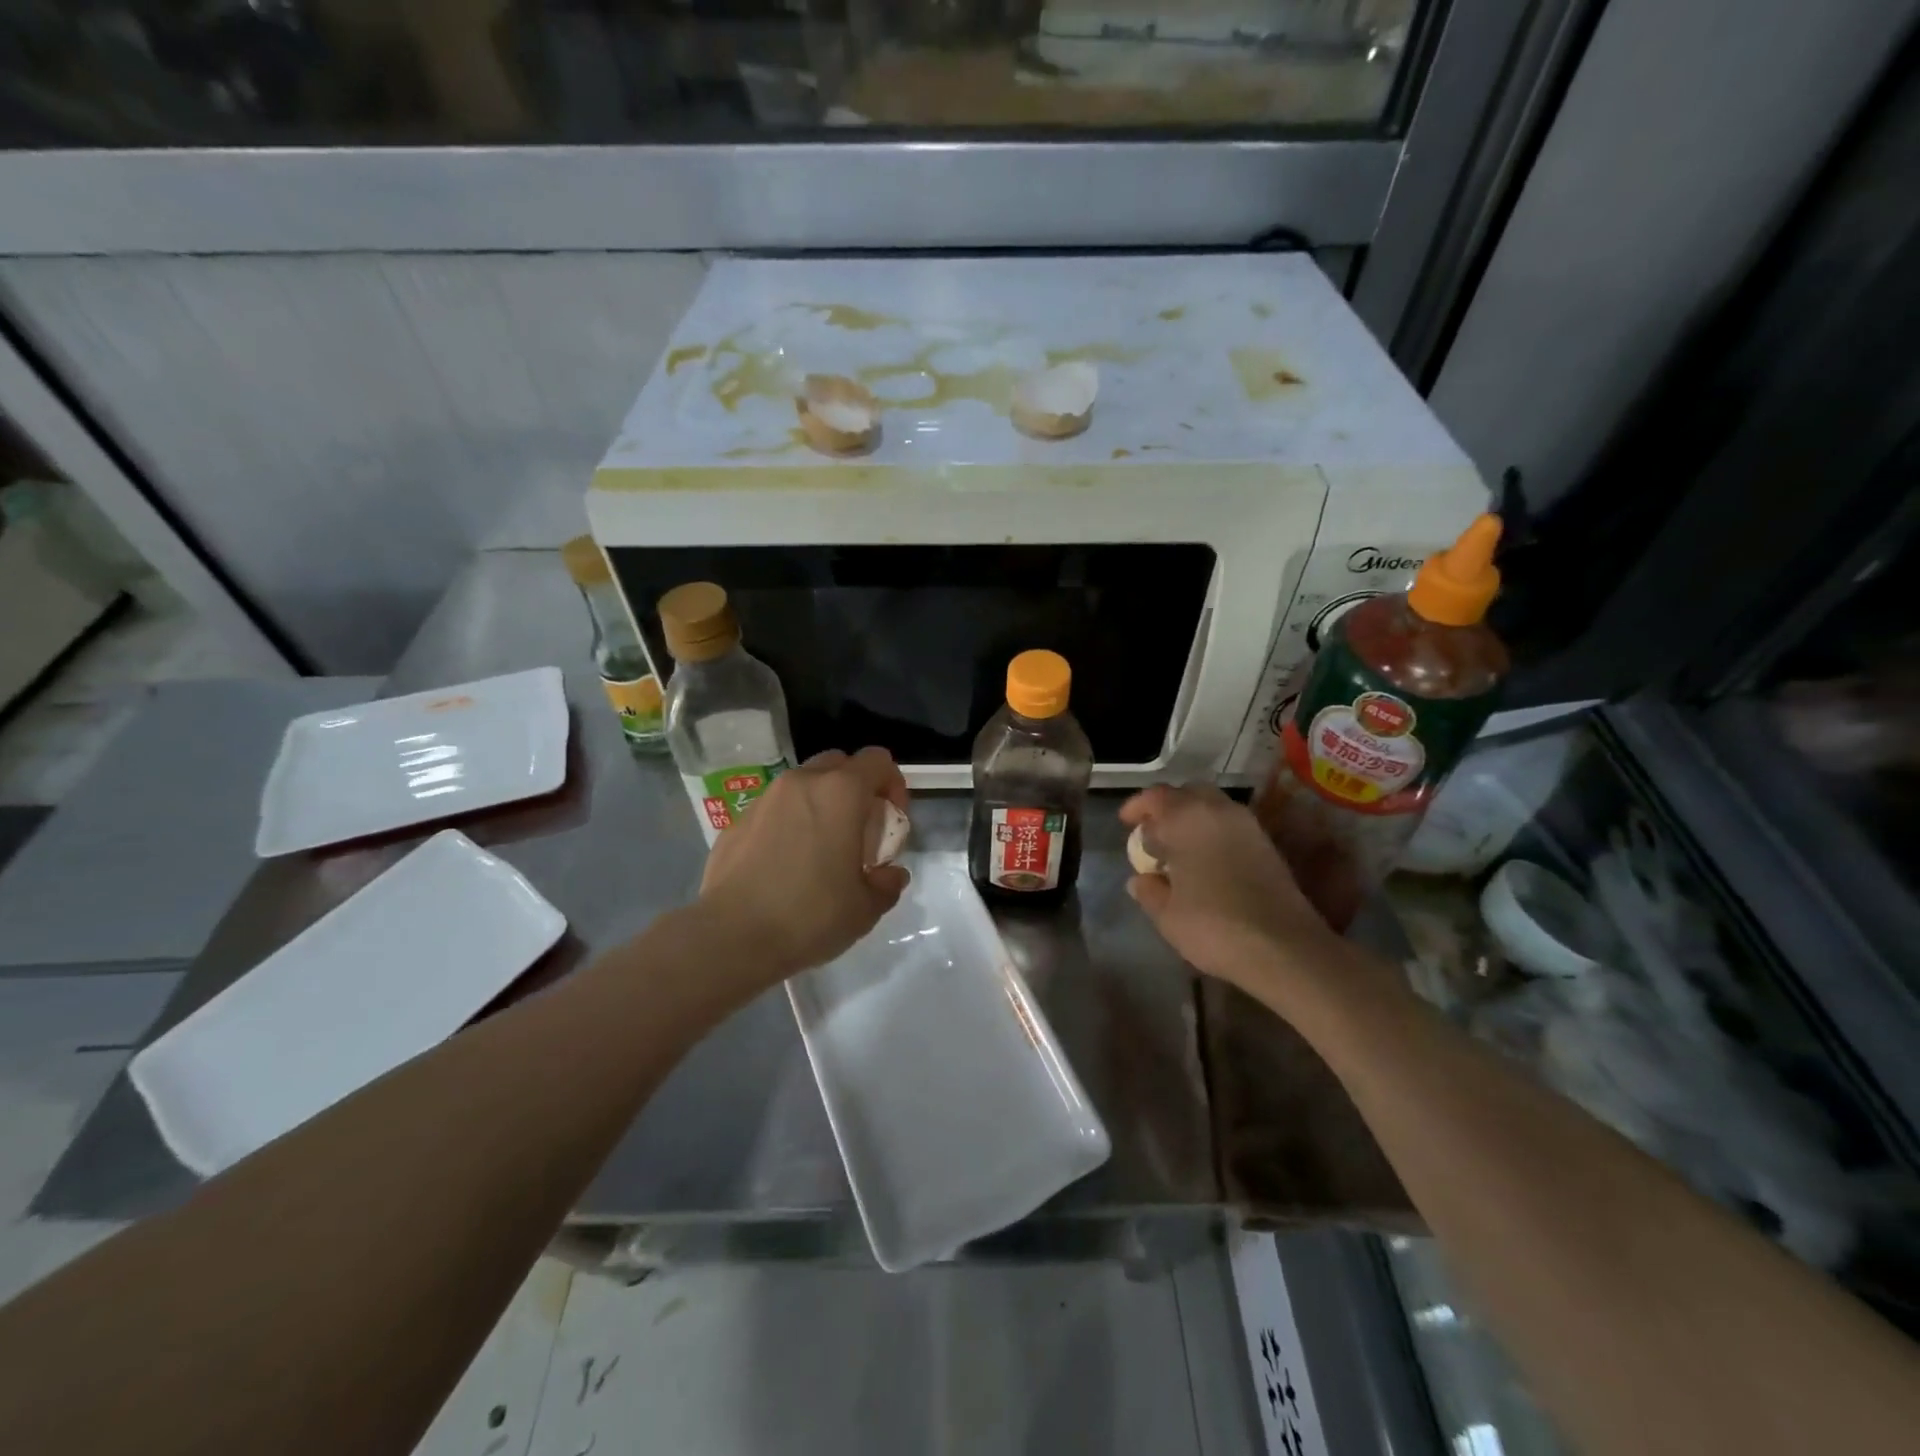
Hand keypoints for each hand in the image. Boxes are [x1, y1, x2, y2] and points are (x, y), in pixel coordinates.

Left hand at [697, 747, 911, 984]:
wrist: (731, 937)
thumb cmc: (810, 915)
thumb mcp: (866, 908)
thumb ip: (886, 883)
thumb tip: (890, 874)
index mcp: (840, 792)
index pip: (877, 761)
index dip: (893, 785)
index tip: (891, 820)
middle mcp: (801, 783)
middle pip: (839, 764)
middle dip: (855, 788)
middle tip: (859, 830)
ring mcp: (764, 799)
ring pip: (803, 785)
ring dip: (820, 804)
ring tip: (822, 848)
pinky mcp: (737, 822)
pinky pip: (774, 810)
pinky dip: (788, 824)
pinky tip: (785, 865)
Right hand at [1120, 784, 1338, 998]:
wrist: (1285, 948)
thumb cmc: (1214, 926)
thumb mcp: (1167, 915)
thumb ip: (1149, 890)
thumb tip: (1140, 879)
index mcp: (1187, 818)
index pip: (1155, 797)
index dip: (1137, 807)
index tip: (1126, 823)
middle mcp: (1218, 811)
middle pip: (1187, 793)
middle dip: (1167, 808)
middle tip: (1153, 833)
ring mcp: (1248, 826)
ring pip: (1212, 807)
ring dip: (1191, 819)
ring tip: (1178, 848)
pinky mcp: (1267, 845)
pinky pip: (1230, 824)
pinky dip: (1212, 832)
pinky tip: (1205, 861)